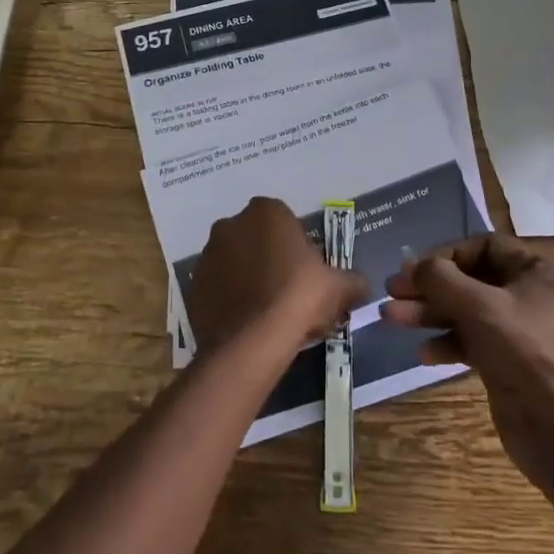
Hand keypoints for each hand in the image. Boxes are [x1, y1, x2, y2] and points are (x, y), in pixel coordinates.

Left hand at [188, 197, 366, 358]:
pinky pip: (218, 287)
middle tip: (290, 291)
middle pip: (256, 238)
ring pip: (235, 262)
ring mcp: (208, 254)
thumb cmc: (298, 297)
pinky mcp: (193, 285)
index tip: (307, 272)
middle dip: (270, 258)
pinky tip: (248, 323)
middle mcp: (231, 224)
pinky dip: (230, 299)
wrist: (251, 341)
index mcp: (266, 211)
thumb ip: (352, 280)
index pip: (284, 220)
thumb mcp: (338, 287)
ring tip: (268, 311)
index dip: (296, 245)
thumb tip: (361, 285)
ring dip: (248, 278)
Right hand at [382, 234, 553, 506]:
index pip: (484, 246)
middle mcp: (533, 293)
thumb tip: (411, 264)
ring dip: (430, 313)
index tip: (413, 269)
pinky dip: (447, 342)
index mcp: (540, 271)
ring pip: (467, 310)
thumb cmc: (525, 354)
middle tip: (391, 292)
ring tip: (391, 318)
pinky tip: (423, 353)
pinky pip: (472, 339)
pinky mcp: (509, 359)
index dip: (446, 255)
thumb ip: (440, 278)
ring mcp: (521, 328)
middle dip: (429, 287)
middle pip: (471, 279)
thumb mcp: (478, 307)